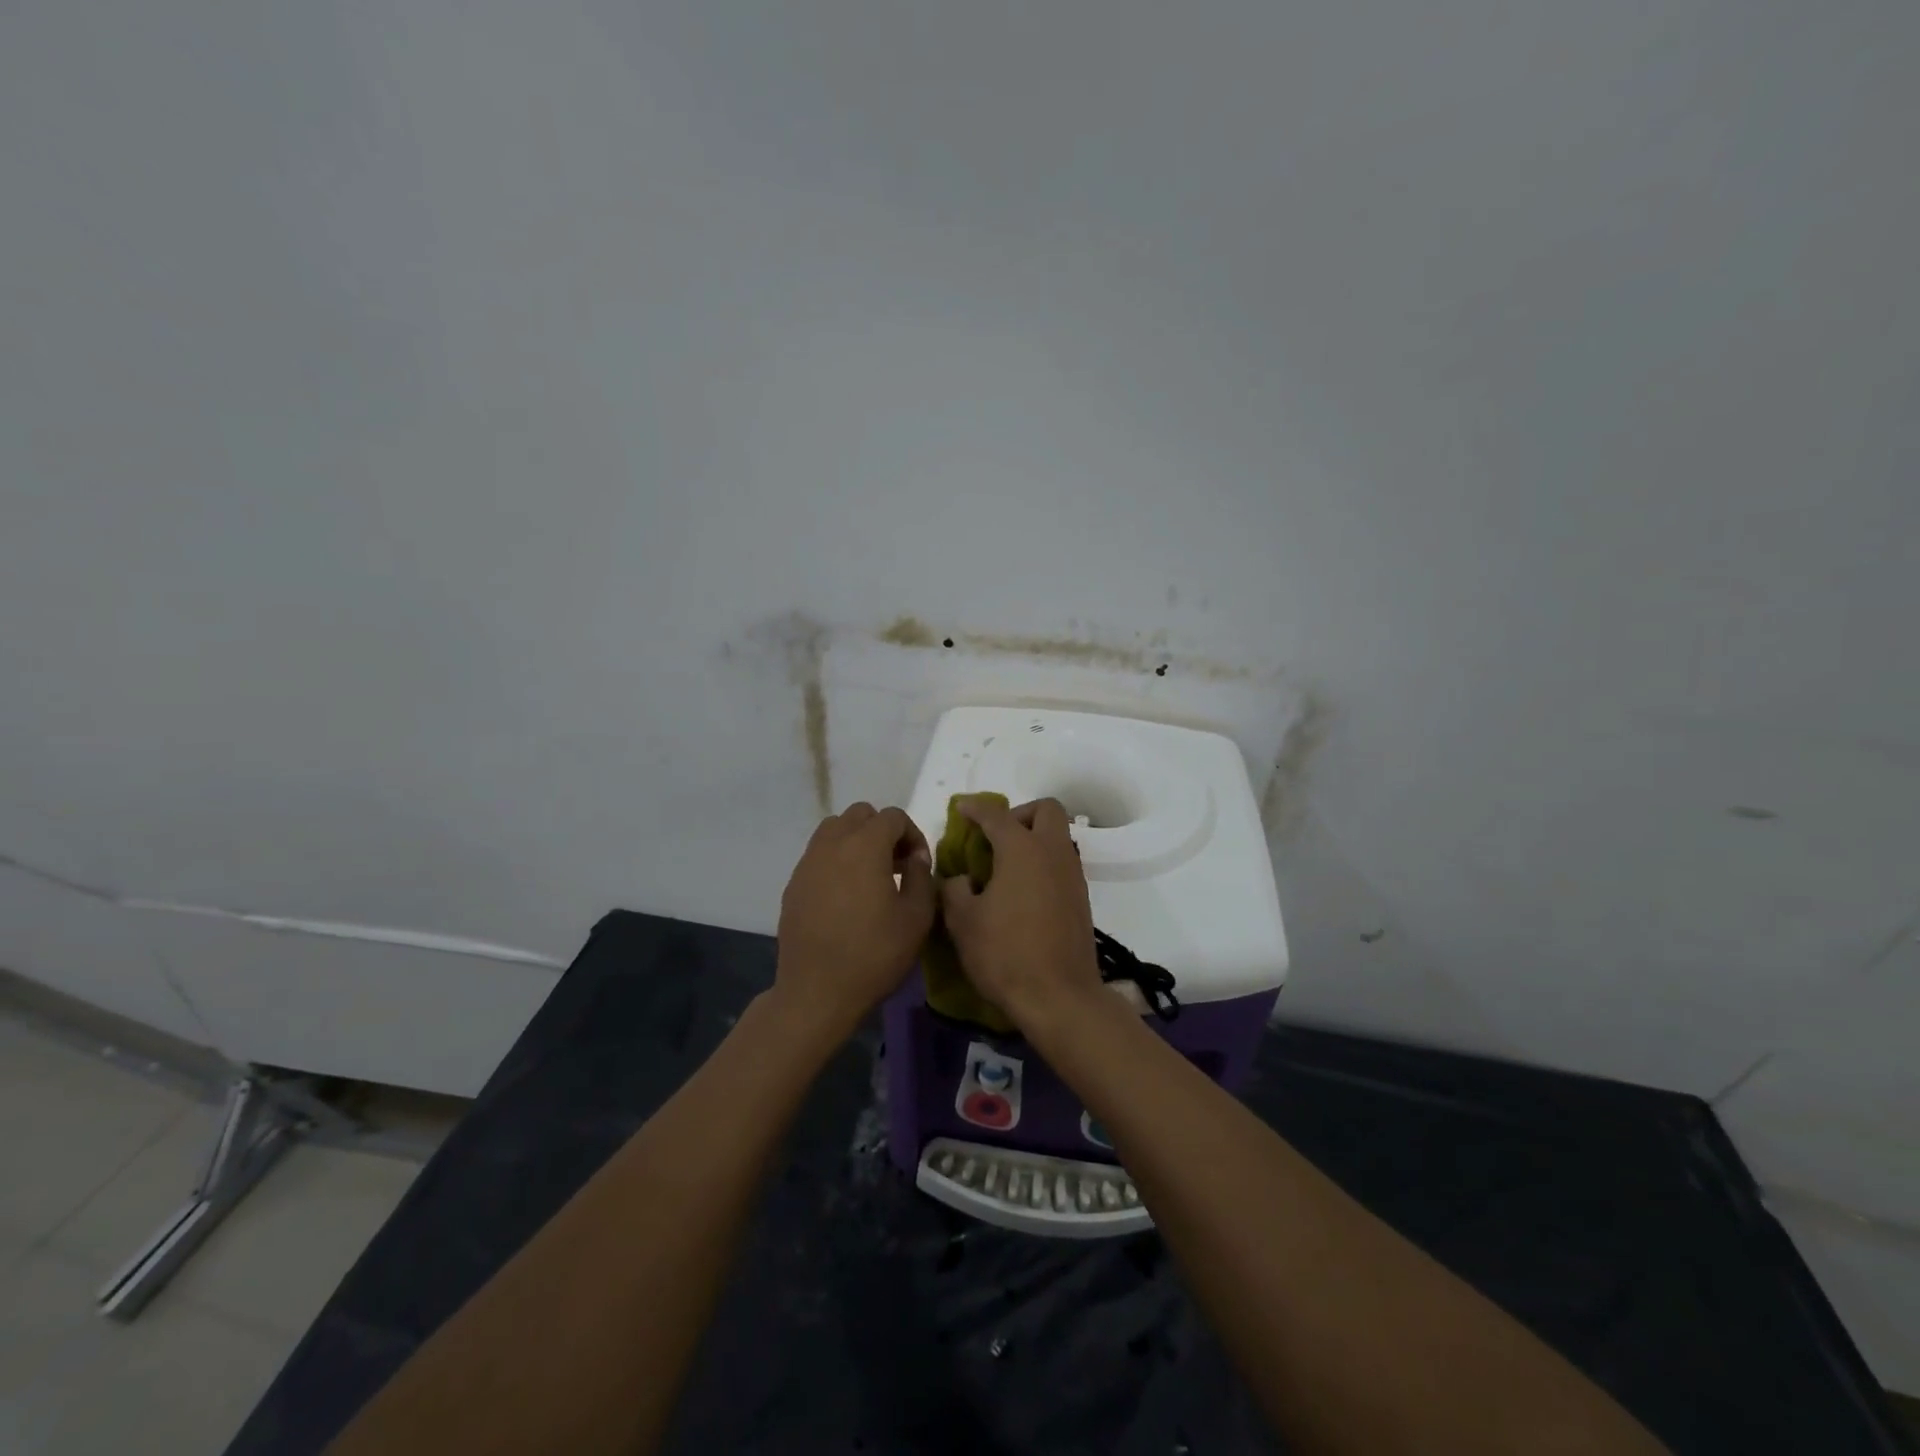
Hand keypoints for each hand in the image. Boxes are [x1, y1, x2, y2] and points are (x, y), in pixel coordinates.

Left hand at [774, 802, 936, 1044]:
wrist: (817, 991)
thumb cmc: (874, 954)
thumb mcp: (916, 918)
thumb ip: (922, 877)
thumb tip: (915, 858)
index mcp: (865, 846)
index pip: (893, 817)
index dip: (913, 835)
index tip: (919, 866)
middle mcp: (832, 844)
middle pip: (860, 814)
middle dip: (883, 831)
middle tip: (896, 864)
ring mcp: (808, 862)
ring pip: (834, 829)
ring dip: (856, 841)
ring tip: (870, 875)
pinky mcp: (794, 883)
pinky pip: (818, 855)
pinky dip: (836, 860)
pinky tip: (845, 895)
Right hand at [938, 797, 1104, 1035]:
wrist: (1060, 997)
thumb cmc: (1005, 954)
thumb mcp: (963, 921)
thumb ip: (954, 889)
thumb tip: (959, 879)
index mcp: (1022, 849)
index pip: (996, 815)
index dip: (975, 808)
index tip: (961, 809)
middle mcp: (1053, 852)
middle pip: (1046, 810)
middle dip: (1019, 814)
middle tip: (996, 837)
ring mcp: (1072, 875)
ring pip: (1058, 836)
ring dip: (1034, 839)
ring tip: (1006, 867)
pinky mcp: (1082, 898)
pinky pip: (1062, 863)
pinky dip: (1043, 864)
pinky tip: (1022, 892)